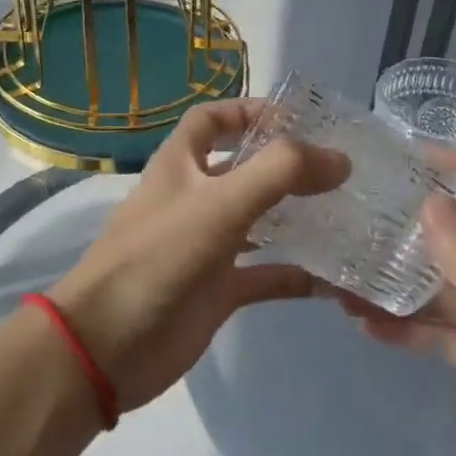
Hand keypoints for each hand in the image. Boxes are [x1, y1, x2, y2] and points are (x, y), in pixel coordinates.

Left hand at [49, 99, 348, 411]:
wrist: (108, 345)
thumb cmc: (158, 259)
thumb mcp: (220, 204)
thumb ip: (280, 173)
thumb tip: (339, 158)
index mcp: (180, 166)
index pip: (211, 120)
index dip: (249, 111)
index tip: (299, 120)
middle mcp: (193, 200)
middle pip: (243, 170)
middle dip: (286, 167)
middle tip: (340, 170)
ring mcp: (205, 247)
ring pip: (258, 223)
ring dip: (295, 218)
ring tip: (346, 215)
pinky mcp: (216, 292)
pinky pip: (263, 276)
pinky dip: (293, 276)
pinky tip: (332, 280)